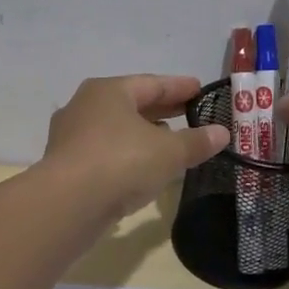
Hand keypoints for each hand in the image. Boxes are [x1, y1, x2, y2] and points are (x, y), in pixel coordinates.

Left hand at [40, 74, 229, 220]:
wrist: (67, 205)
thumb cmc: (121, 163)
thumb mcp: (169, 152)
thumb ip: (196, 142)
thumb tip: (222, 133)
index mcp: (109, 91)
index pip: (152, 83)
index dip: (179, 87)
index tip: (200, 89)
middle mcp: (85, 106)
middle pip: (132, 104)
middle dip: (162, 109)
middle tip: (189, 112)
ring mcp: (71, 136)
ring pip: (116, 129)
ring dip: (143, 133)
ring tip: (170, 140)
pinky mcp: (66, 165)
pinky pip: (105, 152)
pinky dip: (127, 154)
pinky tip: (143, 167)